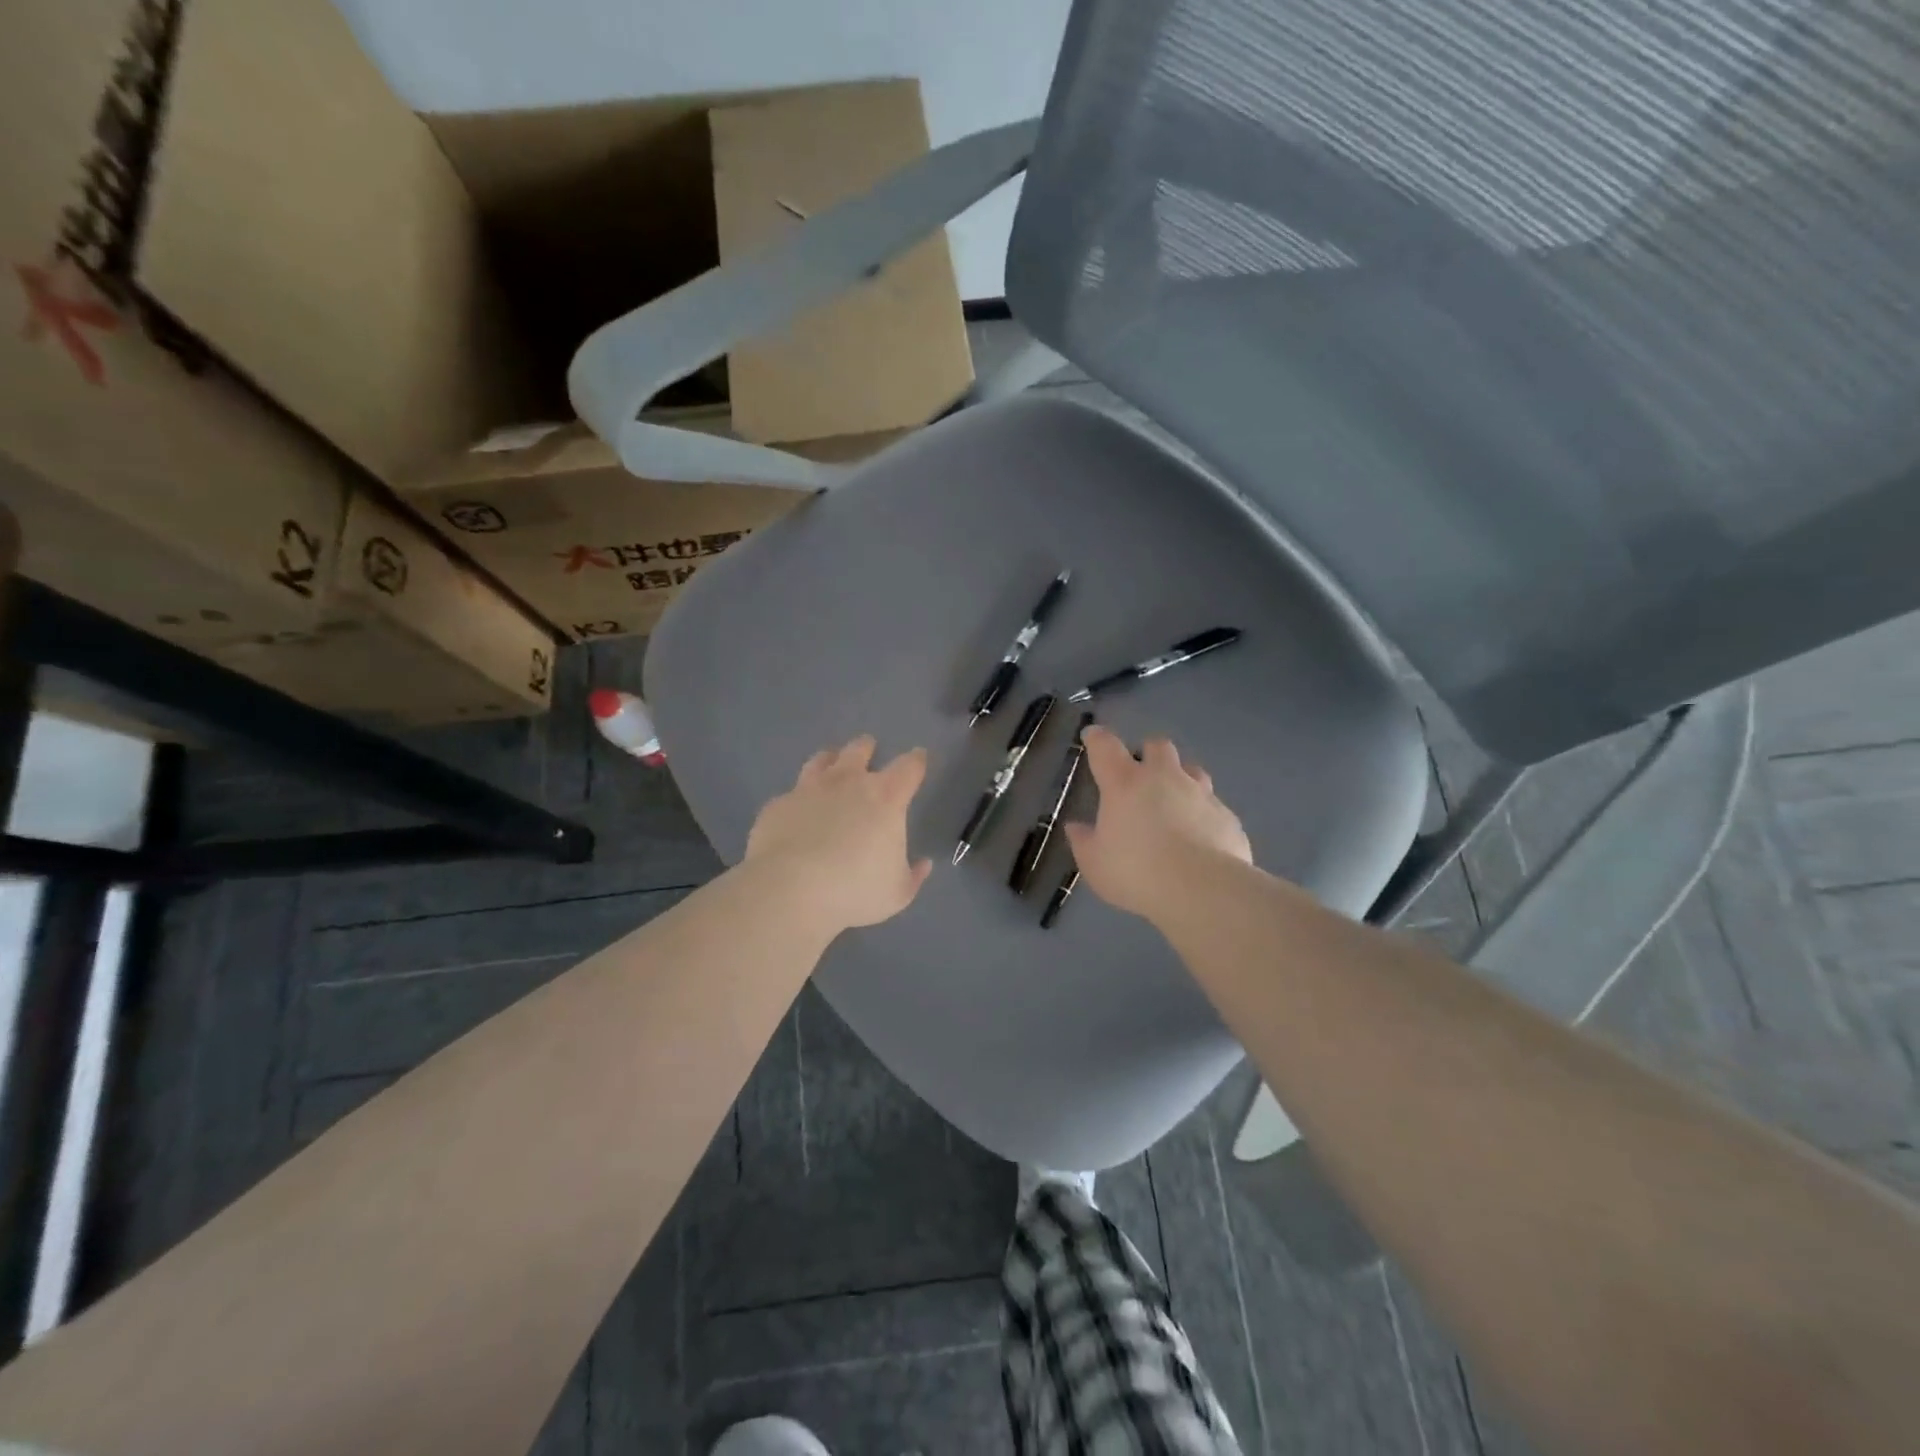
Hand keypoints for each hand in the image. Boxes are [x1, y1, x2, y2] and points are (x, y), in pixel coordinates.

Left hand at [745, 735, 932, 932]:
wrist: (790, 891)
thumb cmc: (855, 890)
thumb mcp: (898, 893)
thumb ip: (913, 875)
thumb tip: (923, 864)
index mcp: (886, 798)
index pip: (909, 767)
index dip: (916, 761)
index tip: (919, 757)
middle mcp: (847, 783)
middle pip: (859, 750)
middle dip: (867, 747)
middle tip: (869, 748)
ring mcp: (808, 790)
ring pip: (821, 760)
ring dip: (829, 759)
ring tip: (830, 762)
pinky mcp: (778, 805)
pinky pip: (790, 795)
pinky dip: (798, 800)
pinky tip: (796, 811)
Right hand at [1063, 726, 1252, 920]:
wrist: (1201, 889)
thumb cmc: (1136, 872)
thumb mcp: (1095, 864)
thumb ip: (1083, 842)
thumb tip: (1076, 827)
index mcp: (1124, 783)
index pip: (1105, 747)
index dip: (1097, 738)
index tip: (1092, 736)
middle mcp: (1164, 778)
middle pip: (1158, 746)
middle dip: (1148, 753)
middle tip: (1141, 775)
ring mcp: (1200, 794)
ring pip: (1192, 770)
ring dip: (1181, 779)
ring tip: (1175, 803)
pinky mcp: (1226, 817)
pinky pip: (1213, 806)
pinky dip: (1204, 815)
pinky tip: (1200, 838)